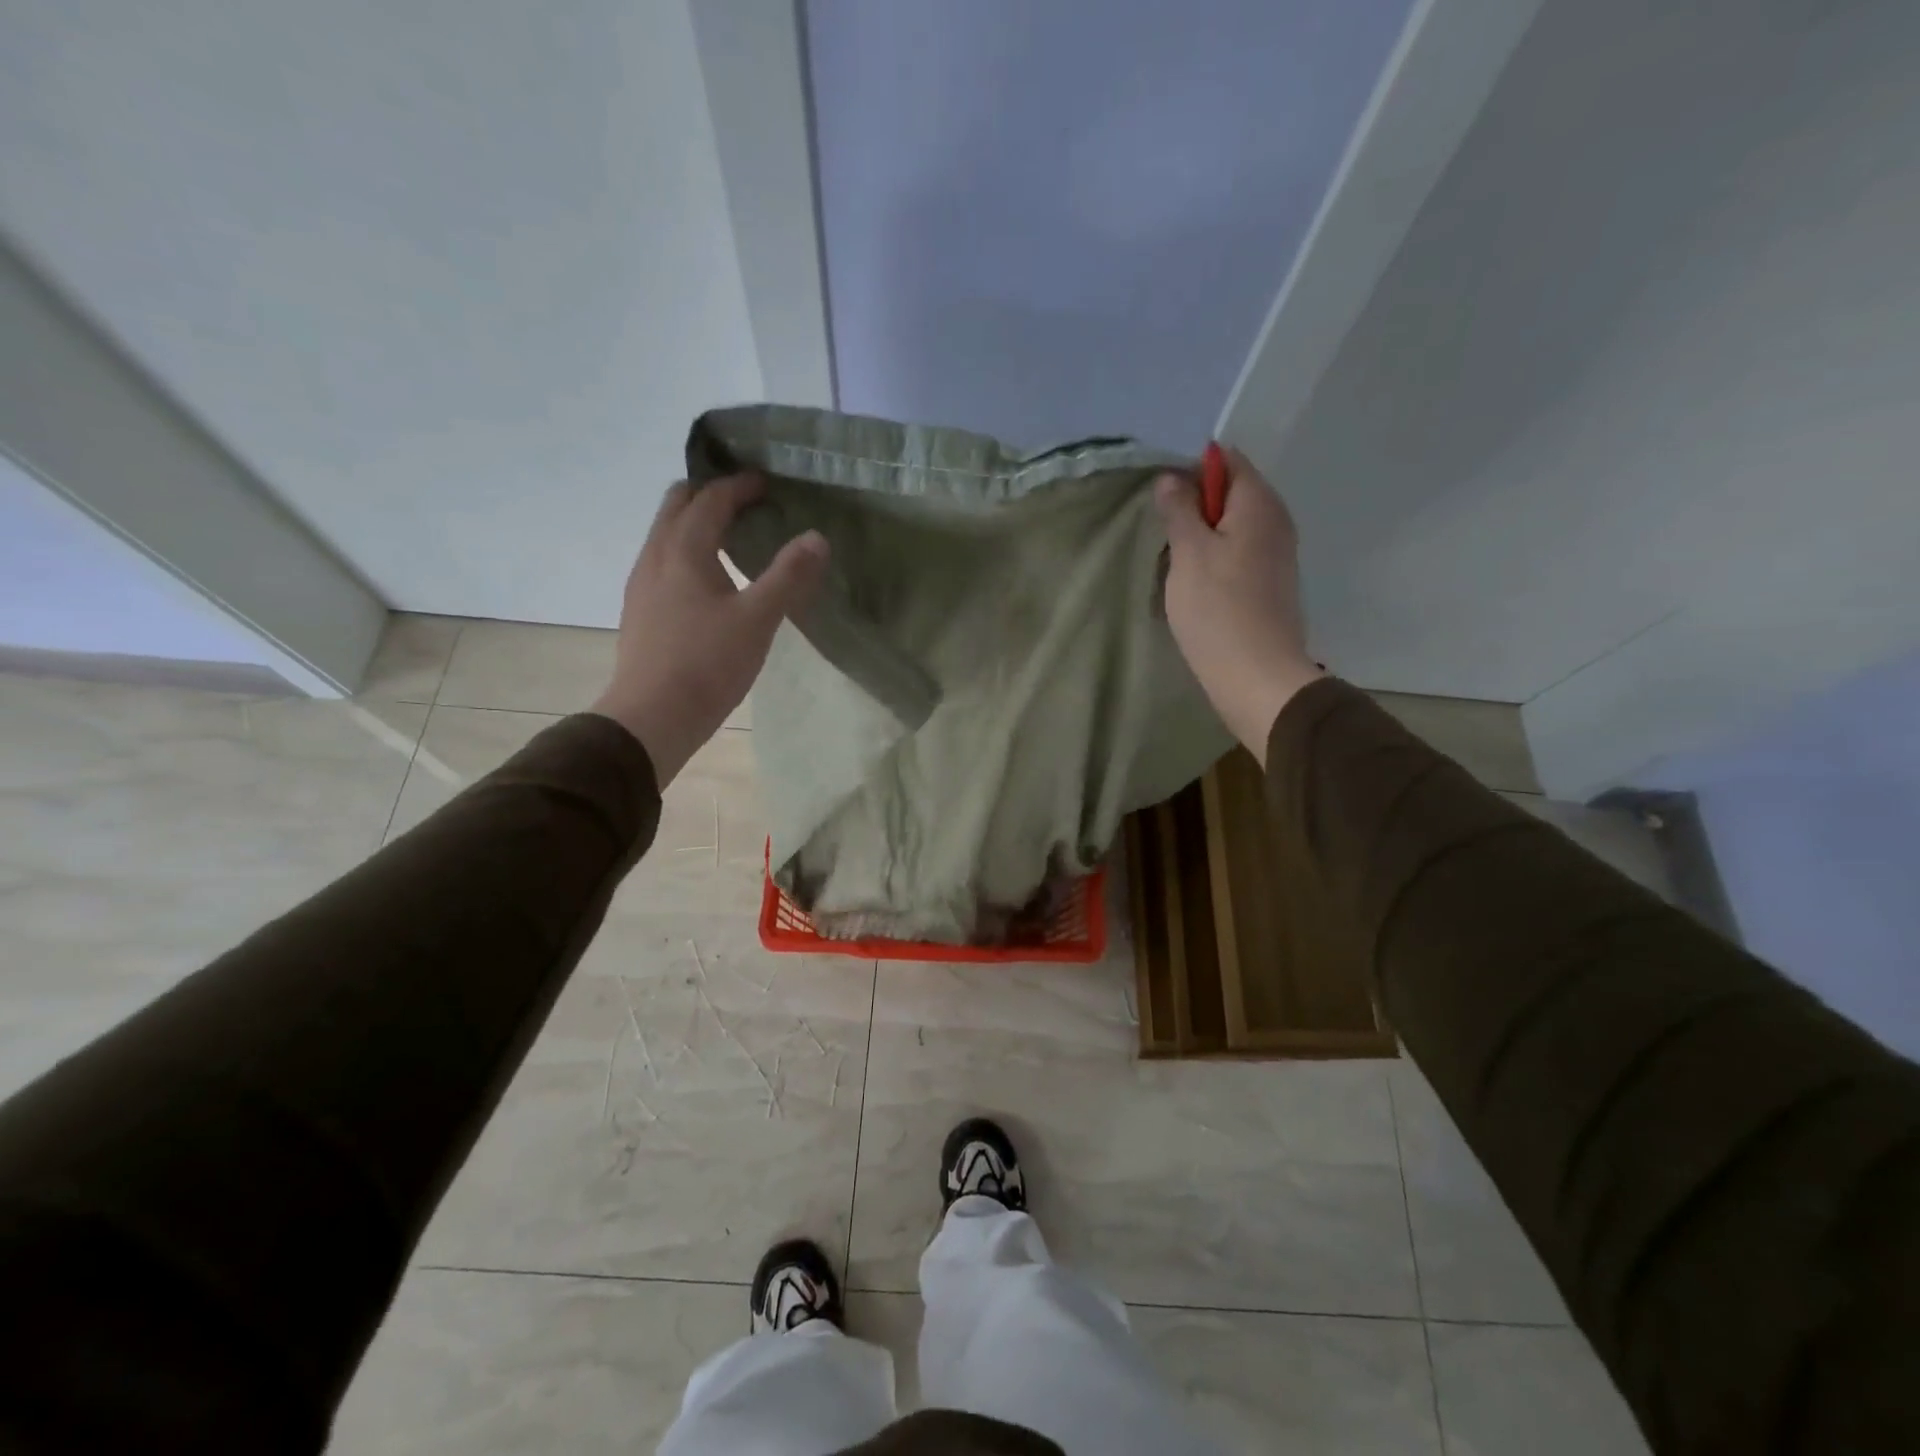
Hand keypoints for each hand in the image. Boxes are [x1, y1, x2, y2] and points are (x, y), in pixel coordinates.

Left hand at [591, 473, 827, 785]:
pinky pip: (662, 561)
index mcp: (683, 551)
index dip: (739, 486)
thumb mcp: (758, 620)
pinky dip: (685, 551)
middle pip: (676, 505)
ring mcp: (642, 585)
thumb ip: (789, 577)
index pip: (710, 499)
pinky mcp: (640, 612)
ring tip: (729, 536)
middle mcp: (655, 557)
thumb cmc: (707, 665)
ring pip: (664, 534)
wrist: (651, 717)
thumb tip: (817, 537)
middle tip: (745, 500)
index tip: (768, 484)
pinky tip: (707, 581)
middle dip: (709, 494)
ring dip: (694, 522)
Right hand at [1154, 447, 1322, 764]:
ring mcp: (1277, 554)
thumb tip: (1172, 478)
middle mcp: (1276, 520)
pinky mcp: (1270, 583)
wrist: (1257, 676)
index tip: (1165, 502)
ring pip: (1231, 528)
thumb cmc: (1217, 609)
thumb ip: (1180, 509)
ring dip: (1200, 540)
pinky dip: (1214, 562)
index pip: (1227, 461)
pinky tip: (1195, 589)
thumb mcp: (1188, 552)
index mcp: (1259, 503)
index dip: (1192, 472)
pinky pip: (1238, 555)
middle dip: (1193, 509)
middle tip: (1165, 539)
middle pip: (1230, 494)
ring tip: (1176, 567)